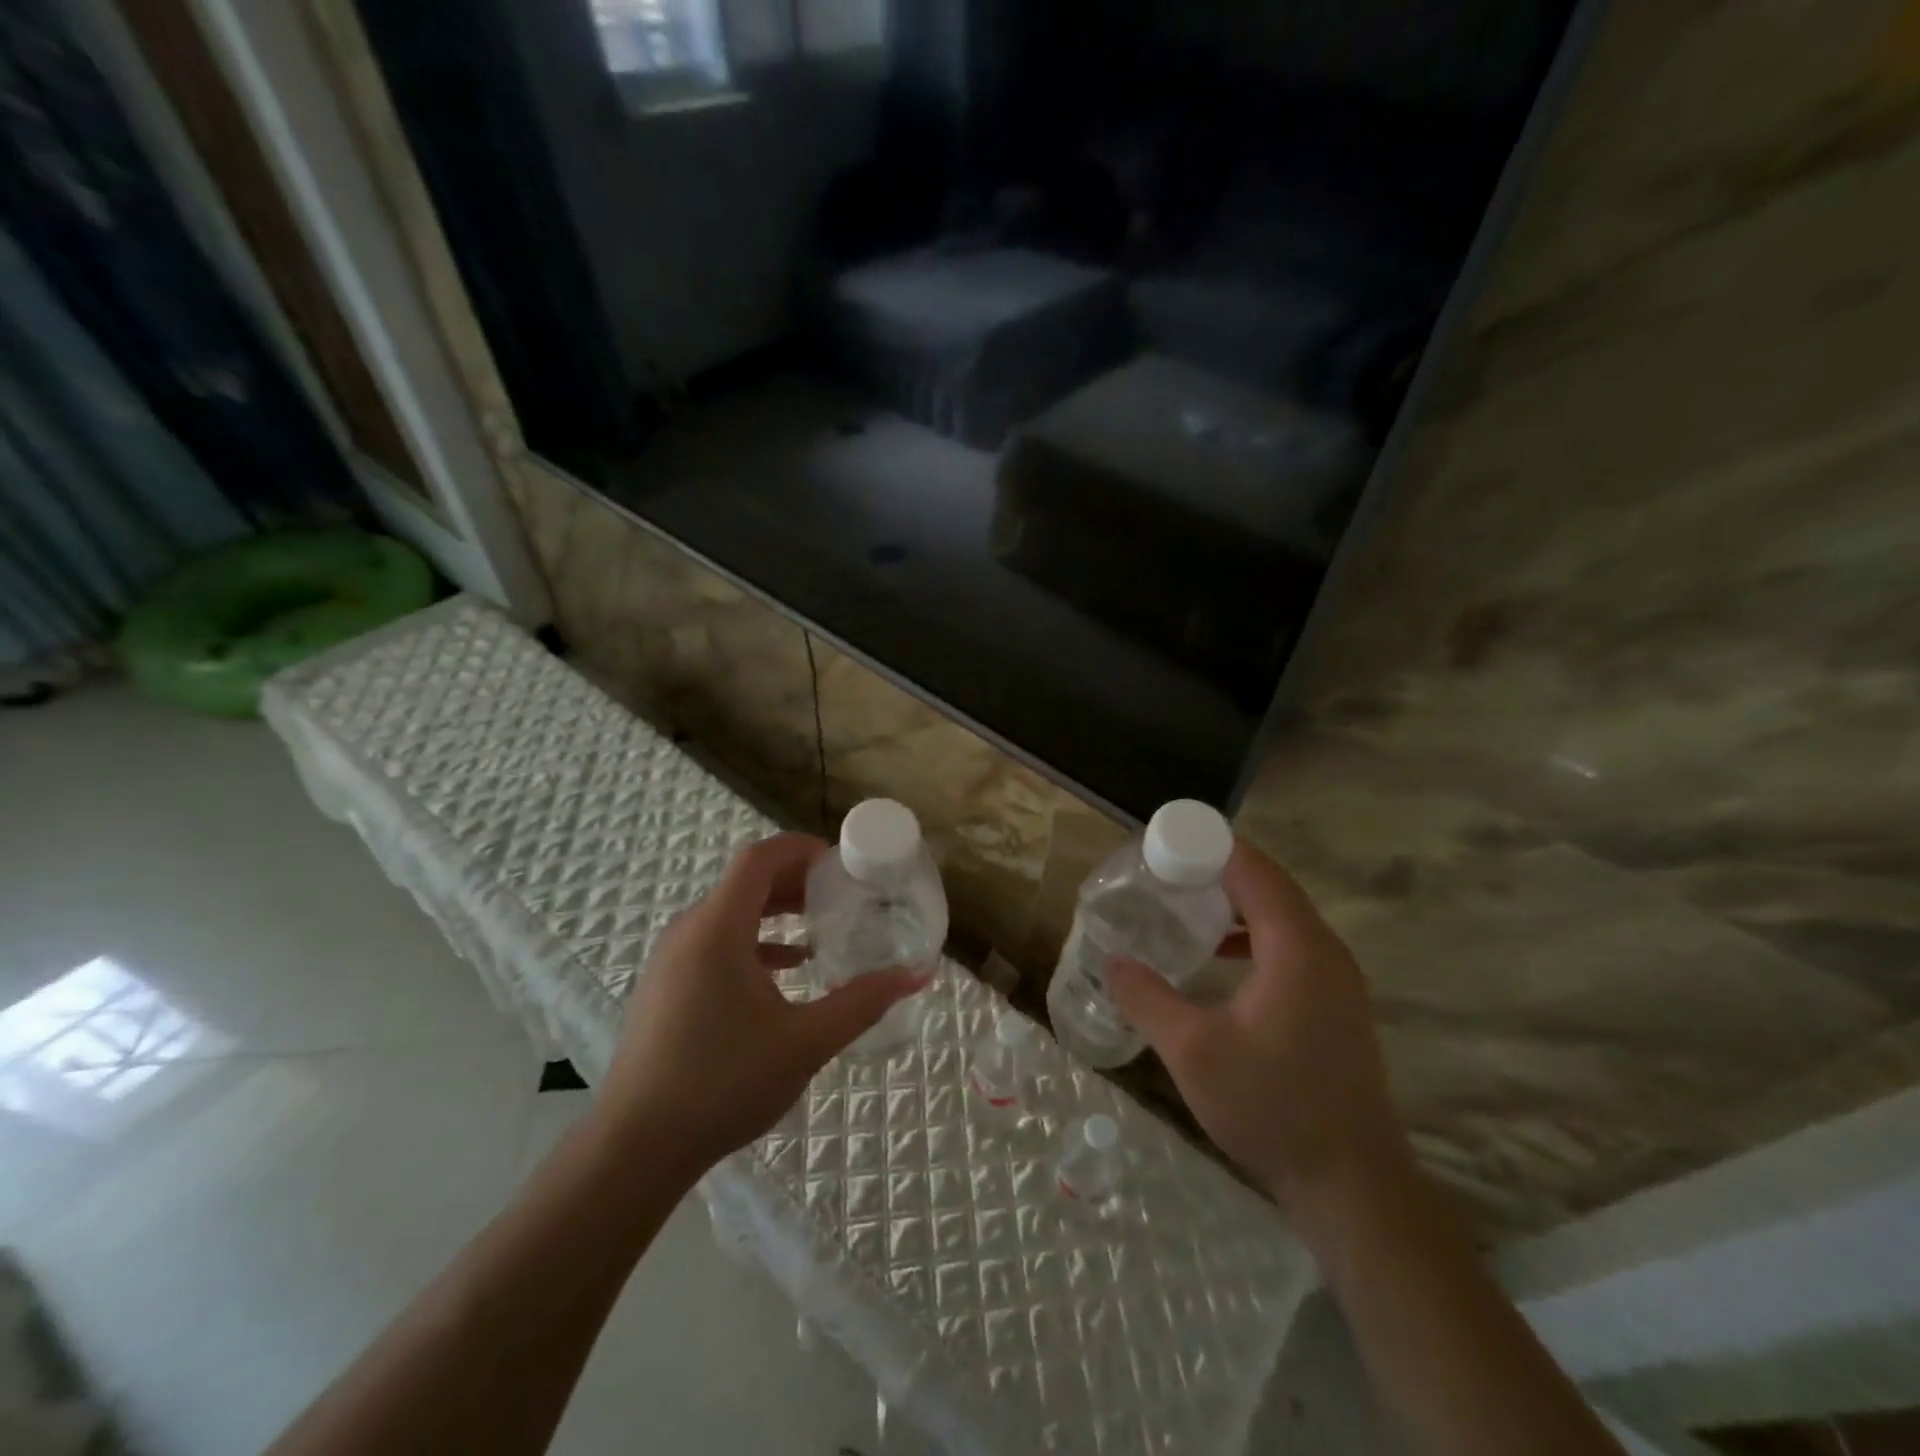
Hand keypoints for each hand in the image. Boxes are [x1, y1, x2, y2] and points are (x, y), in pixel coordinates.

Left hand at [592, 833, 926, 1175]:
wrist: (636, 1147)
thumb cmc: (722, 1084)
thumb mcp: (805, 1042)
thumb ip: (862, 1002)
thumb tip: (917, 975)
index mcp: (717, 928)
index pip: (759, 858)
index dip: (801, 849)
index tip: (842, 862)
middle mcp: (690, 930)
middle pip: (746, 881)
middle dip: (797, 879)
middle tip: (843, 893)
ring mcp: (673, 958)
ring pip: (731, 912)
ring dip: (776, 910)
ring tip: (822, 925)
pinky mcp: (667, 985)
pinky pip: (717, 941)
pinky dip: (755, 941)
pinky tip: (788, 969)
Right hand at [1107, 839, 1411, 1235]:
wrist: (1353, 1185)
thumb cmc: (1272, 1107)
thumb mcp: (1192, 1051)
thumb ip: (1148, 998)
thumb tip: (1113, 962)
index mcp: (1297, 948)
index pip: (1254, 871)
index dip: (1212, 847)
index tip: (1165, 841)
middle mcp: (1324, 951)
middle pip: (1270, 886)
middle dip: (1218, 870)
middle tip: (1165, 869)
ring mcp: (1336, 980)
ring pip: (1282, 917)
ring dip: (1236, 903)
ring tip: (1186, 904)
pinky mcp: (1334, 1005)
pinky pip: (1290, 946)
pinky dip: (1252, 935)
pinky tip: (1217, 958)